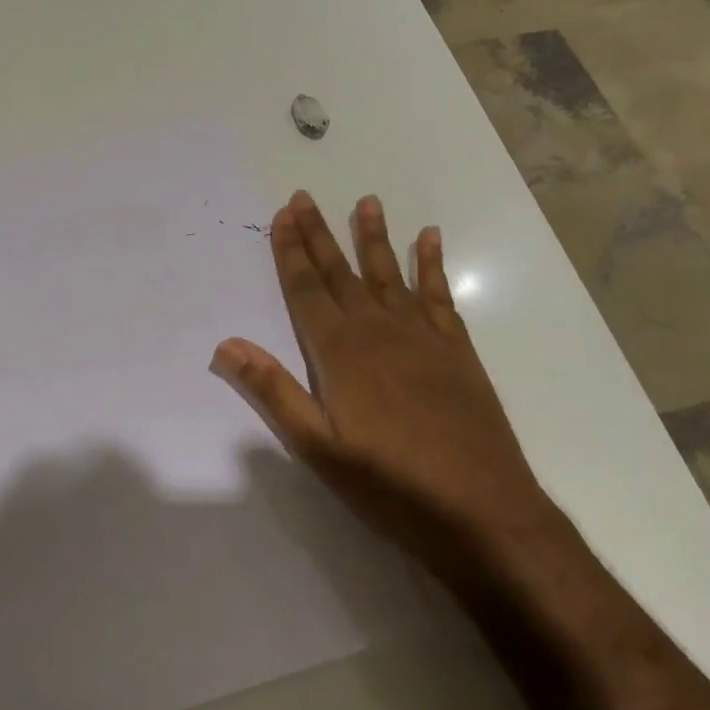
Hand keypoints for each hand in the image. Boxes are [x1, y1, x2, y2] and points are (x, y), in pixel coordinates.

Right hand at [210, 191, 554, 576]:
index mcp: (340, 352)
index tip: (283, 215)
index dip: (291, 251)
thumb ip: (274, 391)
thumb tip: (226, 345)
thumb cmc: (390, 484)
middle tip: (304, 197)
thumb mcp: (319, 448)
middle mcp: (378, 330)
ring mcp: (421, 335)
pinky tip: (430, 238)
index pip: (306, 289)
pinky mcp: (456, 348)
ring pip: (388, 273)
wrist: (482, 511)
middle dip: (319, 234)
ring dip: (374, 236)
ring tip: (366, 201)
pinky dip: (432, 263)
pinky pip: (438, 293)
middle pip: (341, 272)